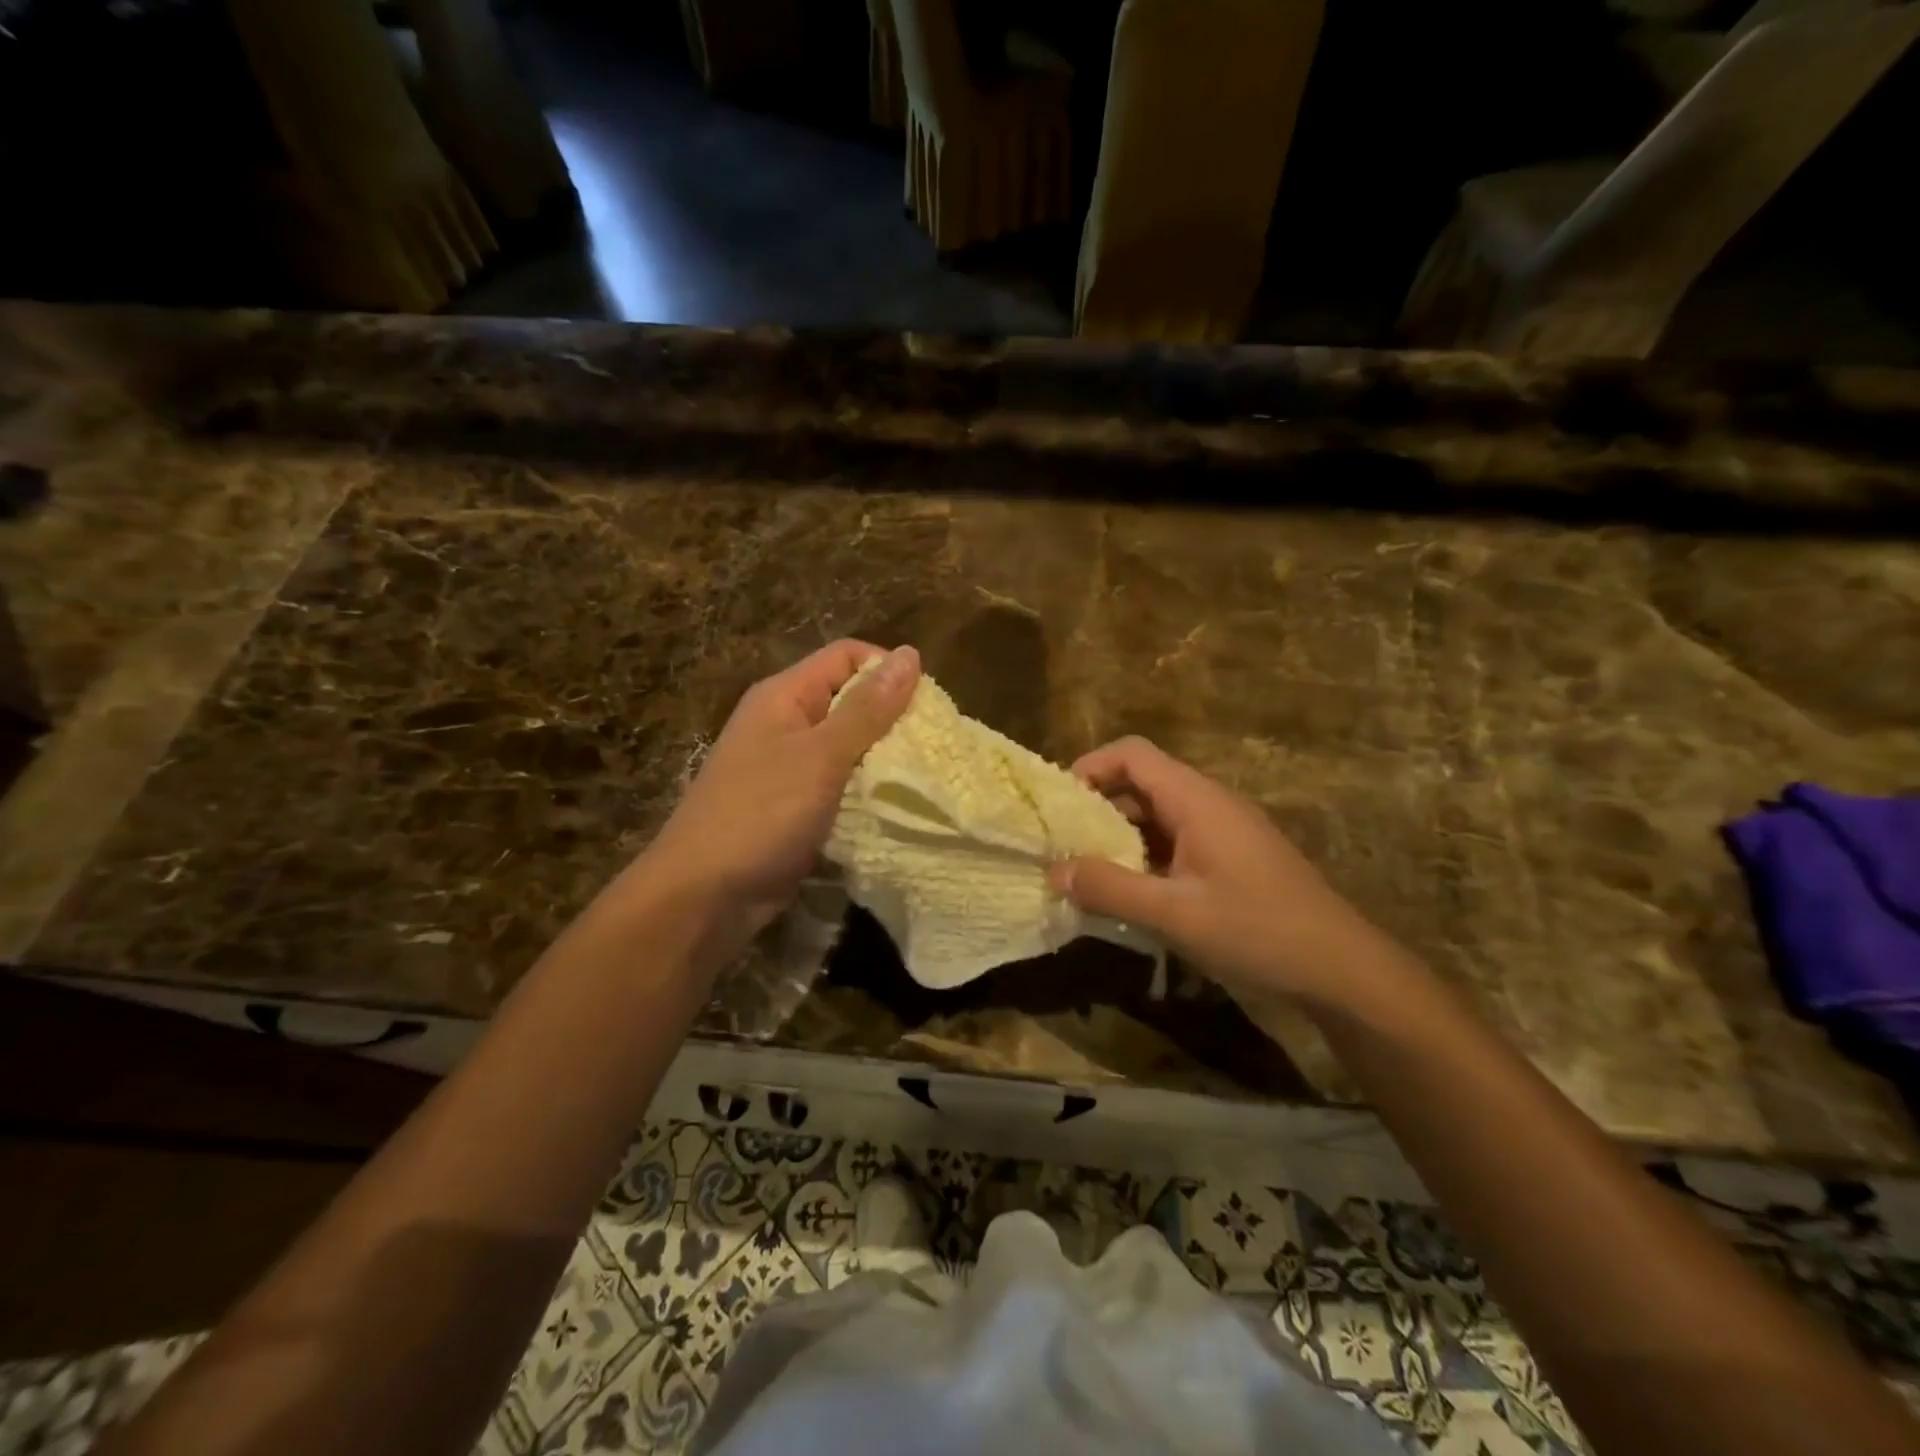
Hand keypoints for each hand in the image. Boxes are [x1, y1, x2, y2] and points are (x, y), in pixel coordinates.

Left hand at [632, 641, 919, 953]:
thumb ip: (866, 709)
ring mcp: (790, 767)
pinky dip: (867, 791)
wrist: (705, 895)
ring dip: (883, 759)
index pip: (846, 656)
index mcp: (784, 696)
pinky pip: (841, 784)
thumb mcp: (820, 756)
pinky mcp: (797, 806)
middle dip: (892, 719)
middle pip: (850, 700)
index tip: (925, 706)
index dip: (886, 670)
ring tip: (922, 777)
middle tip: (931, 747)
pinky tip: (895, 806)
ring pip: (849, 746)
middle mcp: (786, 723)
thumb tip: (910, 654)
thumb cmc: (760, 814)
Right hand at [1050, 737, 1390, 1009]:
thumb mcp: (1174, 914)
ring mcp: (1224, 832)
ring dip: (1120, 838)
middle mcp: (1209, 804)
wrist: (1343, 970)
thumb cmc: (1258, 931)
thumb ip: (1110, 889)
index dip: (1090, 767)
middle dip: (1097, 809)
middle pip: (1141, 783)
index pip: (1132, 754)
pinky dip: (1145, 859)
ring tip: (1088, 874)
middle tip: (1063, 846)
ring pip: (1157, 817)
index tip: (1058, 805)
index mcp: (1196, 800)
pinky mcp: (1232, 859)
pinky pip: (1176, 843)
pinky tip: (1130, 895)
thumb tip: (1055, 872)